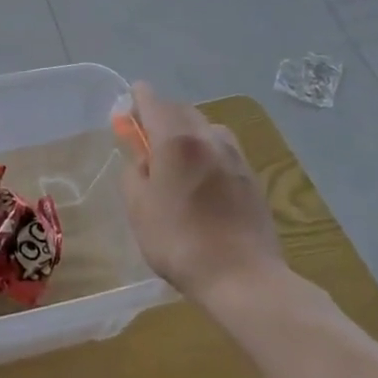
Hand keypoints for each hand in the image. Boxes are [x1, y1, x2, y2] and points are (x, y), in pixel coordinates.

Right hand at [120, 82, 284, 302]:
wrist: (242, 277)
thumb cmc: (179, 241)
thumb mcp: (138, 207)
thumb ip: (134, 172)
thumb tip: (141, 157)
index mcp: (176, 140)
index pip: (153, 100)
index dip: (136, 99)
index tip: (126, 111)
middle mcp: (209, 138)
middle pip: (182, 110)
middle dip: (161, 116)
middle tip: (145, 139)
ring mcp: (235, 156)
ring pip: (206, 127)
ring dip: (187, 133)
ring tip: (176, 160)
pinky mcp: (252, 177)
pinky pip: (223, 149)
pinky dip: (207, 151)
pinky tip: (201, 179)